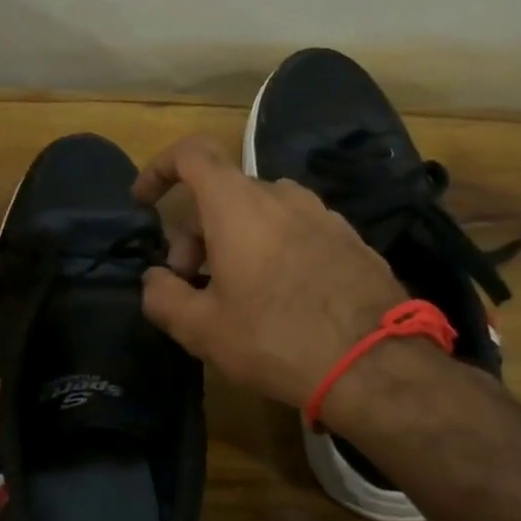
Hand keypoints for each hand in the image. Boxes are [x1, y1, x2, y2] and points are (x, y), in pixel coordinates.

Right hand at [132, 134, 406, 408]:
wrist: (375, 366)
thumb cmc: (275, 339)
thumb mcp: (201, 328)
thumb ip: (163, 296)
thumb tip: (155, 279)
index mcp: (237, 205)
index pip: (191, 154)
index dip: (160, 168)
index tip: (144, 202)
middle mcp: (281, 196)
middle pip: (222, 193)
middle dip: (194, 231)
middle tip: (190, 283)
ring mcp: (322, 214)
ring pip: (260, 212)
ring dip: (234, 240)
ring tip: (234, 291)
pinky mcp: (350, 239)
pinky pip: (295, 230)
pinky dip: (272, 248)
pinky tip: (280, 297)